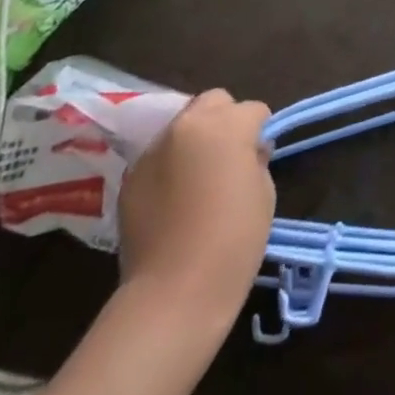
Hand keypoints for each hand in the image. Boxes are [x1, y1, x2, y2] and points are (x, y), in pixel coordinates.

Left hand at [118, 89, 274, 319]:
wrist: (174, 293)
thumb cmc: (234, 240)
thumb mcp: (264, 192)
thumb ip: (255, 159)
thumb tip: (247, 152)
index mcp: (226, 124)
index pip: (253, 109)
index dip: (260, 131)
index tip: (259, 156)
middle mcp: (187, 125)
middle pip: (213, 101)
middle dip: (225, 119)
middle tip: (230, 156)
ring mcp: (154, 150)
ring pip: (182, 125)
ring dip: (195, 139)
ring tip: (198, 176)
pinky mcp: (131, 177)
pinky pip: (159, 156)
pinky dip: (170, 165)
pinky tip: (175, 198)